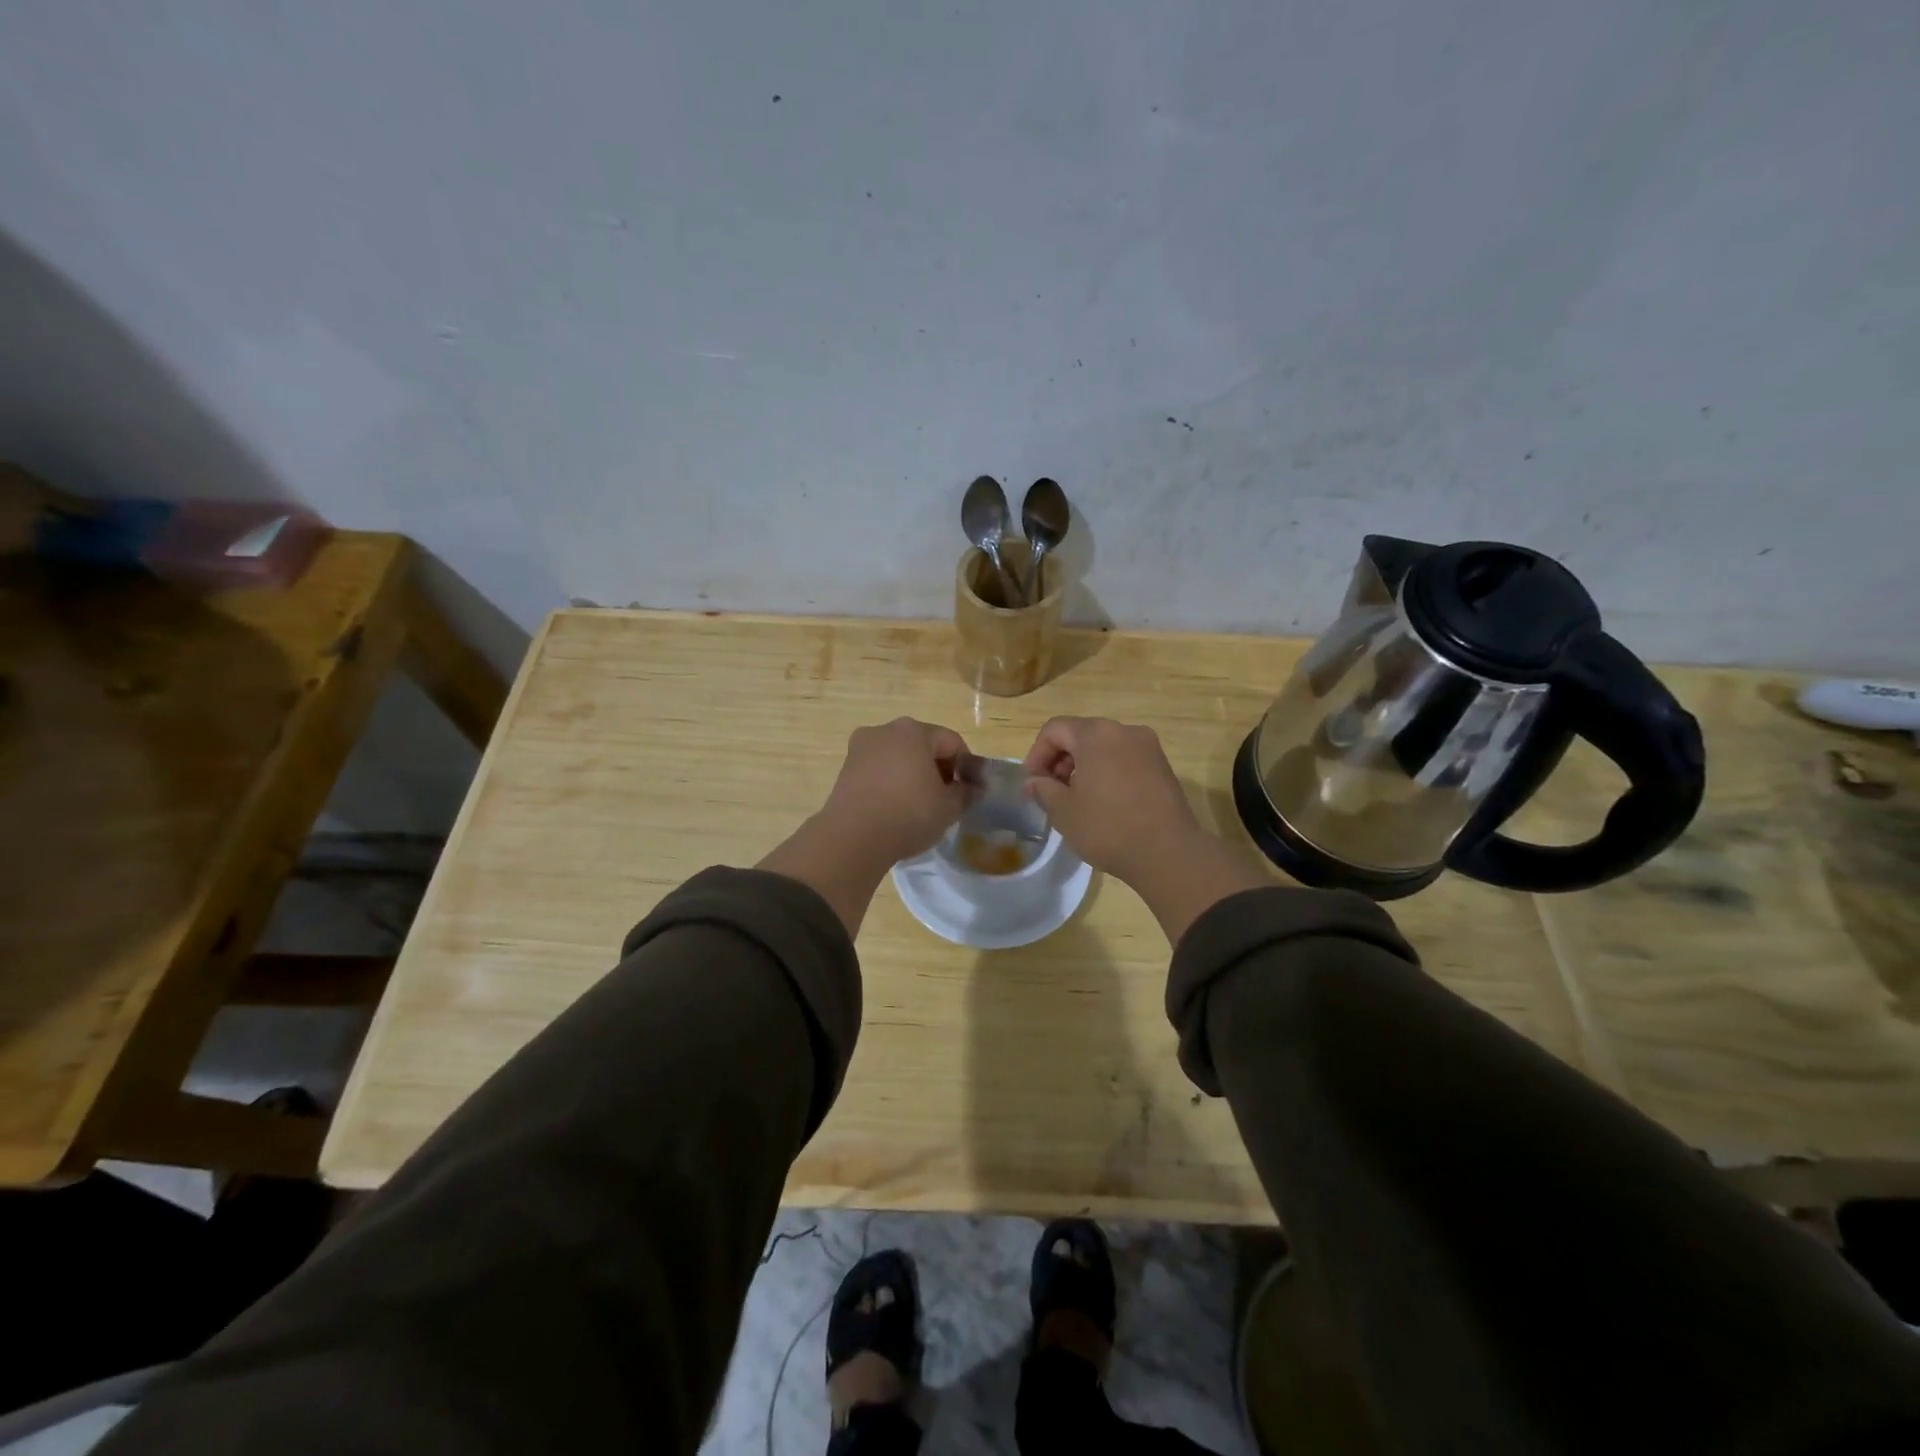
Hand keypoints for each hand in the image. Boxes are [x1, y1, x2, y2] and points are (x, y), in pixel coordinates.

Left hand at [759, 718, 972, 937]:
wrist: (852, 837)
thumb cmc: (909, 814)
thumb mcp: (949, 807)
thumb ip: (966, 793)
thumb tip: (974, 788)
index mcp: (914, 731)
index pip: (952, 742)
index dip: (965, 766)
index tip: (967, 792)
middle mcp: (885, 730)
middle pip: (923, 745)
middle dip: (937, 769)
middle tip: (944, 799)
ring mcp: (860, 748)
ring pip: (898, 757)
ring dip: (912, 775)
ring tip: (918, 806)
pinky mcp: (845, 769)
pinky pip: (878, 770)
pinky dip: (890, 783)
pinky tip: (894, 808)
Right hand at [1021, 717, 1203, 879]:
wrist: (1168, 853)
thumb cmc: (1108, 827)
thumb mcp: (1064, 811)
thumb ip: (1043, 789)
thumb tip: (1034, 782)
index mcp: (1096, 734)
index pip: (1054, 730)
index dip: (1037, 754)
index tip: (1033, 783)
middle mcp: (1124, 730)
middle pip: (1081, 735)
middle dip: (1061, 760)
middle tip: (1052, 792)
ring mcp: (1148, 747)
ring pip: (1104, 747)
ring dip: (1084, 767)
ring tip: (1078, 800)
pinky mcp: (1163, 766)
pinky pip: (1125, 759)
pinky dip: (1108, 772)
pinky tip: (1104, 803)